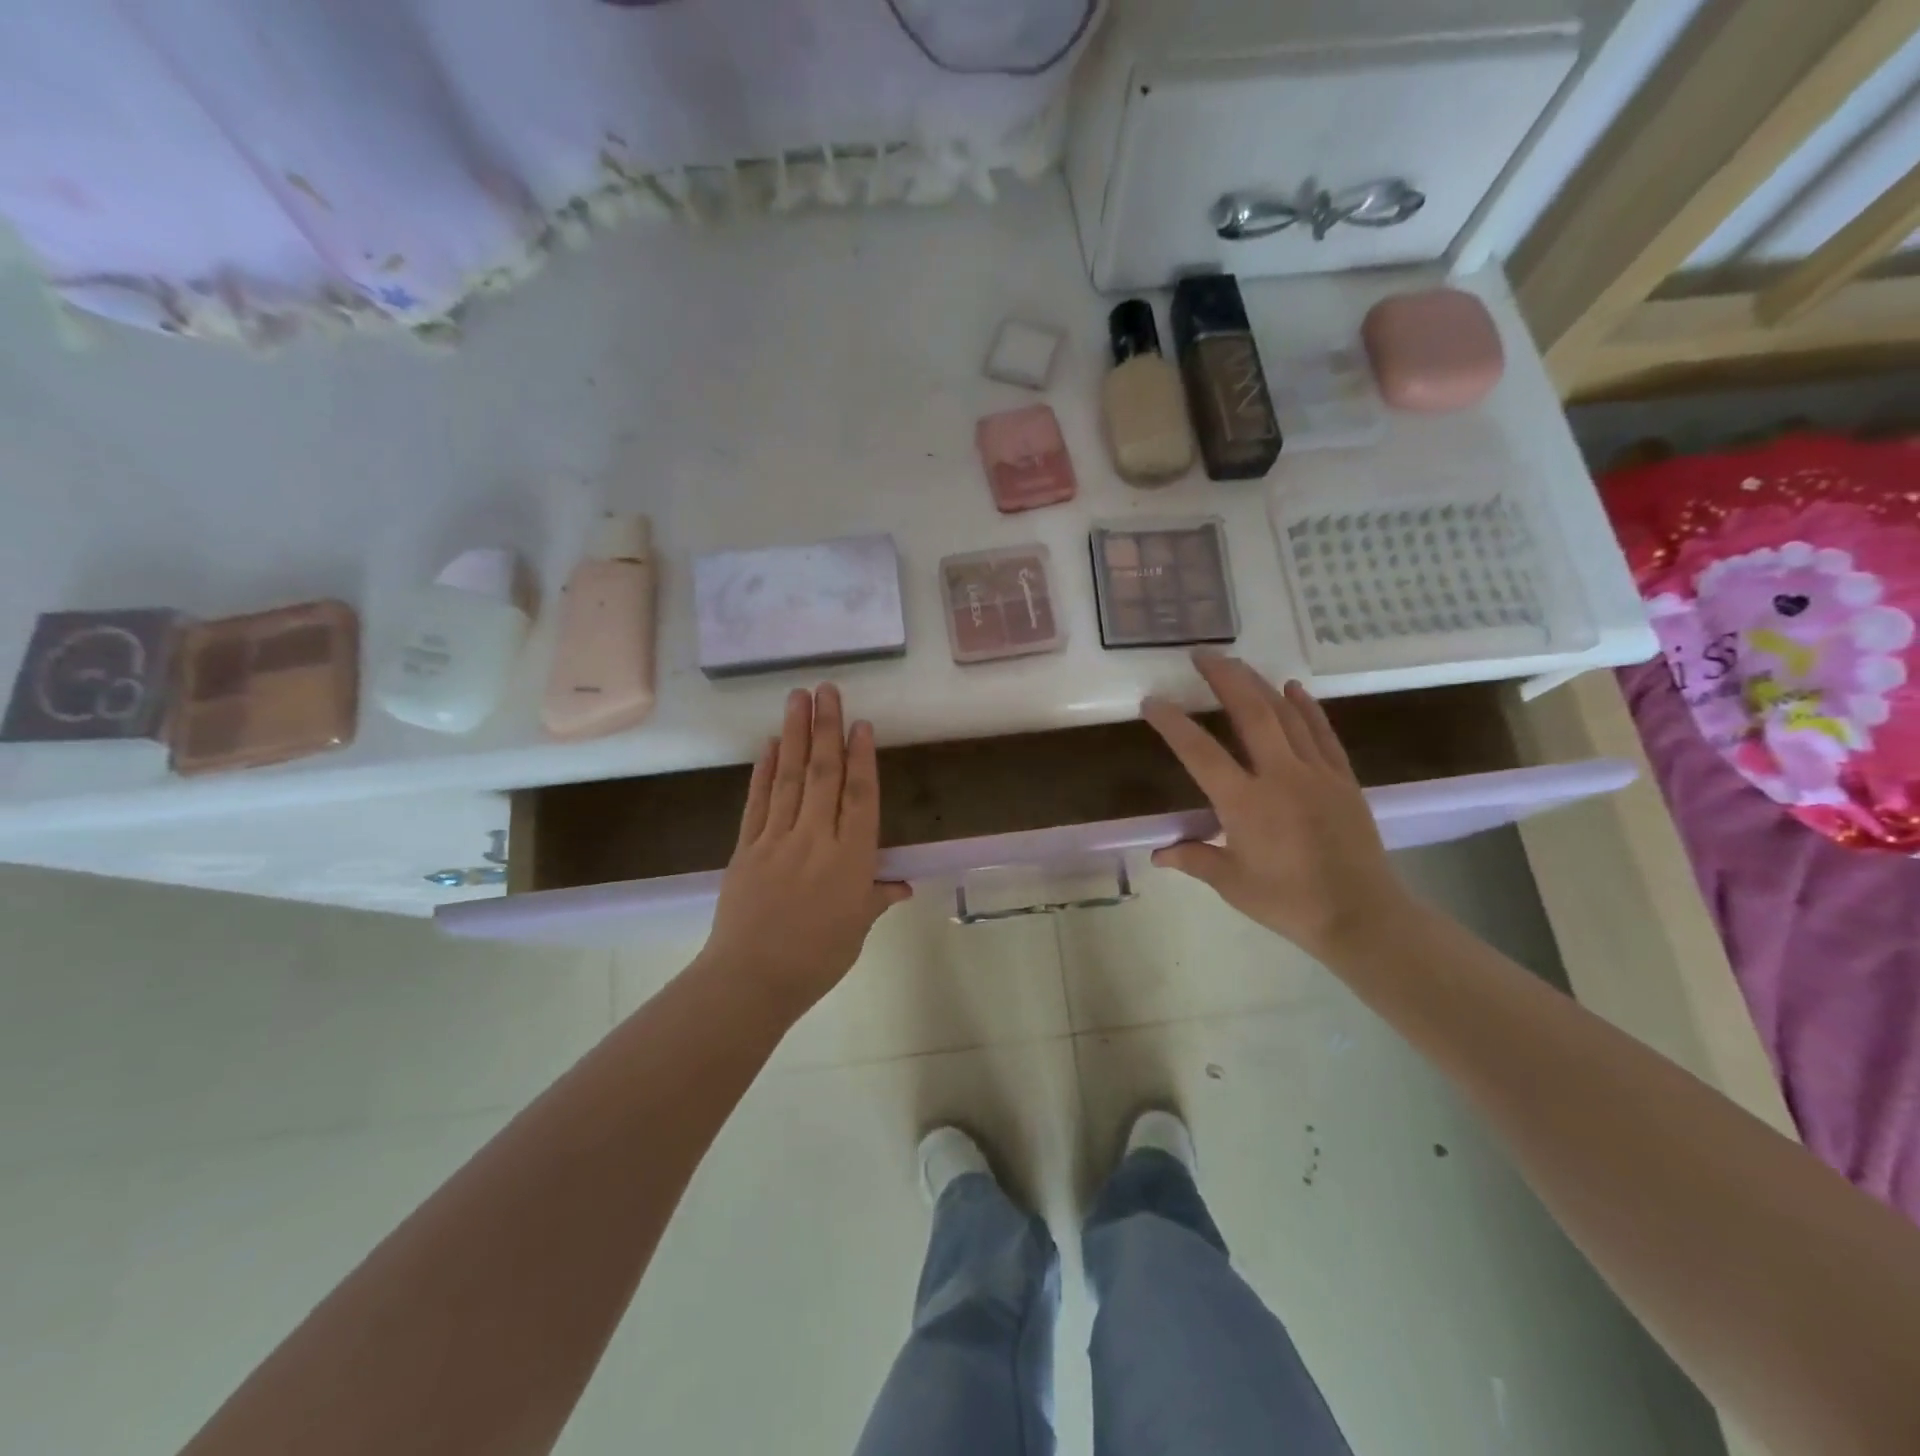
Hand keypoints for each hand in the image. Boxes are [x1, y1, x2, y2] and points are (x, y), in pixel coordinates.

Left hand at [698, 685, 911, 1019]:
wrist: (751, 981)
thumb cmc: (817, 959)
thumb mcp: (858, 929)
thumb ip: (878, 898)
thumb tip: (903, 885)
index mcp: (851, 859)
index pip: (861, 797)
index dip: (862, 757)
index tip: (861, 723)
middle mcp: (815, 838)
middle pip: (823, 774)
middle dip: (827, 728)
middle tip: (827, 689)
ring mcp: (776, 839)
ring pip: (789, 777)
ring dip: (795, 734)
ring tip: (798, 698)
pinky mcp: (745, 847)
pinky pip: (757, 801)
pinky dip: (764, 770)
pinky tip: (770, 744)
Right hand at [1143, 653, 1411, 960]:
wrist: (1361, 915)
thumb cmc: (1288, 902)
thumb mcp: (1231, 883)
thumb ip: (1194, 859)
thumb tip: (1157, 854)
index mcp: (1245, 803)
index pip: (1200, 752)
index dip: (1173, 723)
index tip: (1152, 701)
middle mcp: (1280, 776)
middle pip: (1251, 713)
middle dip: (1225, 678)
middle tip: (1203, 654)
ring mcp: (1316, 772)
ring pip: (1286, 714)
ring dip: (1259, 684)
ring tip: (1237, 663)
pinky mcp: (1342, 778)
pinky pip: (1322, 732)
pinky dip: (1307, 707)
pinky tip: (1292, 687)